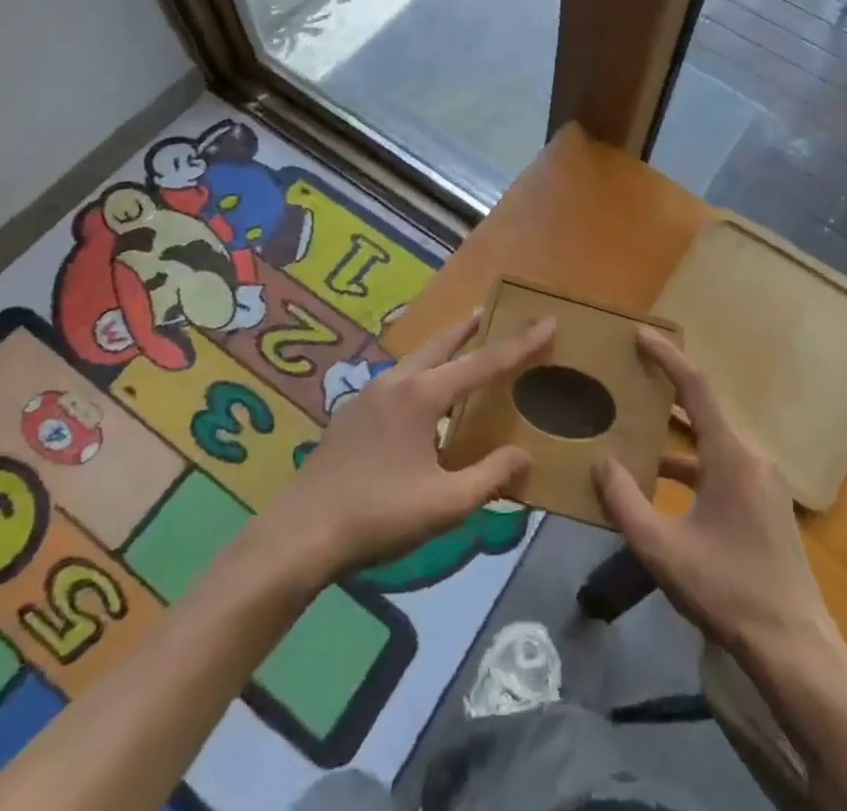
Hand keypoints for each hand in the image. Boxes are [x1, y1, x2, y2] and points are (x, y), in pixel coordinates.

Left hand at [260, 312, 553, 580]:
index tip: (548, 321)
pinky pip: (397, 380)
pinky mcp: (350, 414)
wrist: (298, 535)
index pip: (483, 362)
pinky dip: (420, 373)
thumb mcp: (445, 505)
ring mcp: (368, 395)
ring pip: (416, 359)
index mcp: (423, 395)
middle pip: (442, 344)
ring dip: (442, 349)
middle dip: (469, 328)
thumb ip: (490, 477)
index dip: (519, 344)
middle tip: (490, 312)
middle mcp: (397, 382)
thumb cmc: (377, 516)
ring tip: (459, 348)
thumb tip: (525, 455)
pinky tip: (419, 399)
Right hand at [593, 329, 828, 657]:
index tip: (641, 336)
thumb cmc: (727, 590)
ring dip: (679, 431)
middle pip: (706, 408)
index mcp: (731, 454)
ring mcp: (764, 480)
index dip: (667, 357)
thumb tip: (601, 461)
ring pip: (714, 438)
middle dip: (669, 388)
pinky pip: (724, 462)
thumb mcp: (663, 549)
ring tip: (640, 427)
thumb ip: (625, 503)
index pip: (696, 387)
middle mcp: (752, 455)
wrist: (794, 647)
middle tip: (633, 375)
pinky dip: (693, 460)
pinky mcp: (766, 502)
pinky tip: (665, 482)